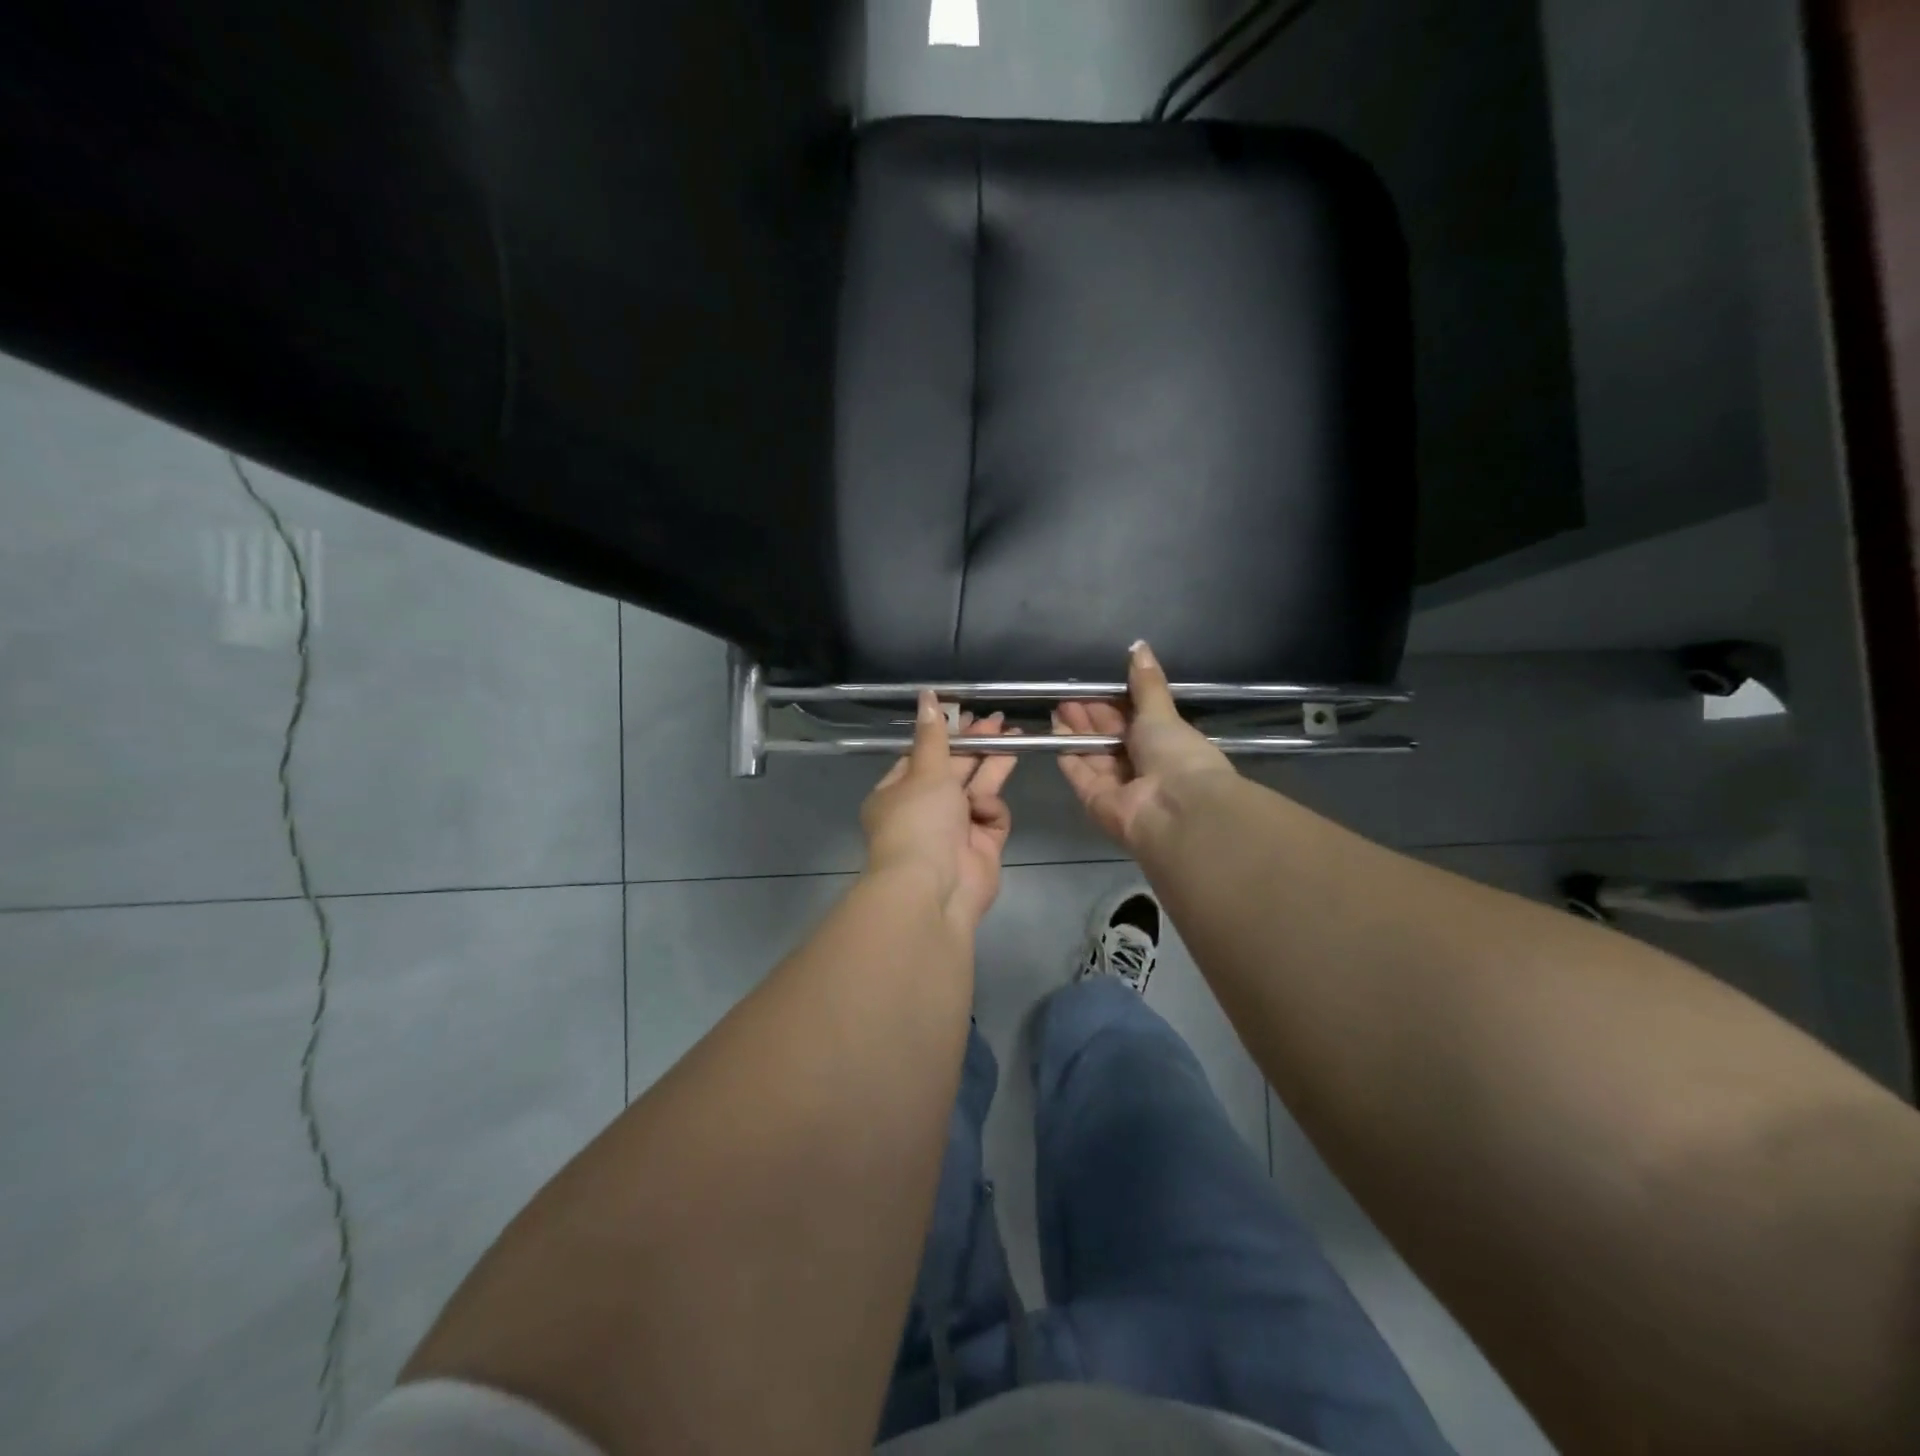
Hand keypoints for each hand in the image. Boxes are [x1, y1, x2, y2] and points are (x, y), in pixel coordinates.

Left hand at [861, 692, 1020, 931]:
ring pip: (977, 788)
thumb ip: (934, 734)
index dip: (944, 735)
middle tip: (998, 720)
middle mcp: (924, 810)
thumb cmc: (919, 821)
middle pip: (953, 770)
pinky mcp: (982, 845)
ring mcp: (954, 829)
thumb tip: (927, 695)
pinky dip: (990, 810)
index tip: (965, 714)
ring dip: (992, 764)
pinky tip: (986, 808)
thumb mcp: (924, 770)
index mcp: (896, 792)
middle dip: (975, 745)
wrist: (934, 888)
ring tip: (1015, 736)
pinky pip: (991, 816)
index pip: (921, 756)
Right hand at [1054, 640, 1235, 849]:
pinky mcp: (1096, 800)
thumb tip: (1140, 646)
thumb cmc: (1177, 755)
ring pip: (1091, 752)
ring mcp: (1118, 785)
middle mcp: (1141, 766)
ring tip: (1059, 704)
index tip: (1094, 686)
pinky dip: (1067, 751)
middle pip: (1109, 738)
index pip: (1134, 721)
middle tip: (1069, 693)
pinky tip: (1054, 728)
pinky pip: (1078, 772)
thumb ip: (1146, 683)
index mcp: (1164, 745)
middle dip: (1090, 715)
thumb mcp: (1162, 712)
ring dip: (1076, 729)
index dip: (1113, 704)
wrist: (1177, 808)